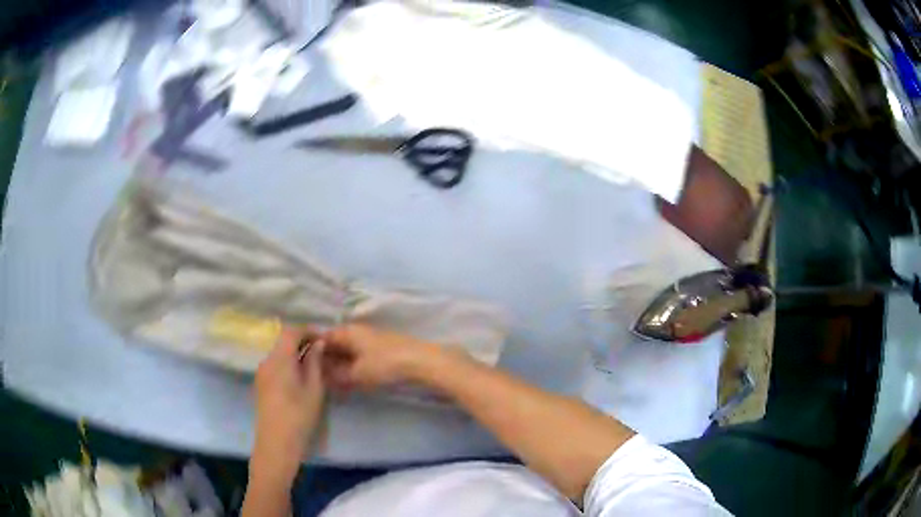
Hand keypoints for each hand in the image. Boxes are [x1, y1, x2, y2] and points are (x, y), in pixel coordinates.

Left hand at [251, 327, 325, 480]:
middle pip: (283, 341)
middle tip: (322, 352)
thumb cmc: (299, 415)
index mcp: (279, 359)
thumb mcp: (314, 389)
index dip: (308, 331)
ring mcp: (261, 373)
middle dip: (302, 342)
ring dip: (295, 354)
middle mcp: (267, 361)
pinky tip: (300, 379)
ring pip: (279, 354)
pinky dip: (288, 364)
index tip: (323, 339)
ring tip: (313, 366)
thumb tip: (318, 344)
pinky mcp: (261, 385)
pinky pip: (275, 366)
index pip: (291, 331)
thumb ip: (315, 363)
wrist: (276, 443)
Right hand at [322, 325, 439, 390]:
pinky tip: (352, 380)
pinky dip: (353, 366)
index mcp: (346, 331)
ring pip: (347, 351)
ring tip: (334, 383)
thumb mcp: (357, 374)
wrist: (421, 361)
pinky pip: (359, 356)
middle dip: (326, 362)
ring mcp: (370, 339)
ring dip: (340, 366)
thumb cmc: (385, 364)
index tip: (305, 368)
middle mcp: (356, 331)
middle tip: (319, 380)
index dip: (312, 353)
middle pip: (334, 345)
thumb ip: (337, 376)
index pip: (321, 338)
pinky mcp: (381, 348)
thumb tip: (322, 377)